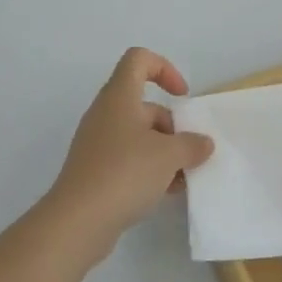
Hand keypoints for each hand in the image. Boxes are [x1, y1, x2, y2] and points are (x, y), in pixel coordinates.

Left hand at [45, 48, 215, 253]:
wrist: (78, 221)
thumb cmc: (124, 173)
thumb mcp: (169, 156)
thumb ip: (192, 145)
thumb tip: (203, 143)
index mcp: (119, 96)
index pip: (139, 60)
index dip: (164, 69)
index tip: (182, 96)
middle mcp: (106, 113)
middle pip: (144, 104)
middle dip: (172, 126)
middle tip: (190, 152)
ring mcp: (98, 143)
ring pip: (139, 135)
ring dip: (164, 151)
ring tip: (183, 178)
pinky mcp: (95, 170)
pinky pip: (128, 158)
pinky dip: (149, 169)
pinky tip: (166, 193)